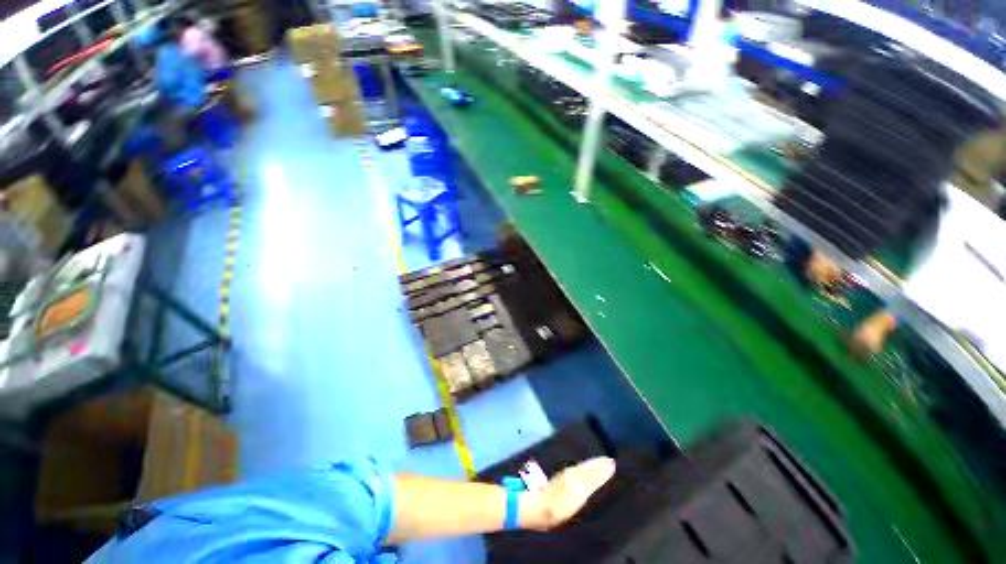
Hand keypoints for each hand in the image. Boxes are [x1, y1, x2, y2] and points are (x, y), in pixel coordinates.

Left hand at [520, 457, 615, 530]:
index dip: (603, 465)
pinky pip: (577, 475)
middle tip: (609, 461)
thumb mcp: (580, 491)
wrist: (537, 508)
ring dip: (592, 468)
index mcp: (577, 472)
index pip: (593, 466)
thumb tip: (609, 464)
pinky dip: (584, 473)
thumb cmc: (560, 502)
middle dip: (598, 464)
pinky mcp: (560, 485)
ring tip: (600, 467)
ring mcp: (565, 478)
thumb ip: (593, 478)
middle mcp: (571, 472)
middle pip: (587, 466)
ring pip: (582, 469)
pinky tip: (584, 477)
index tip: (613, 461)